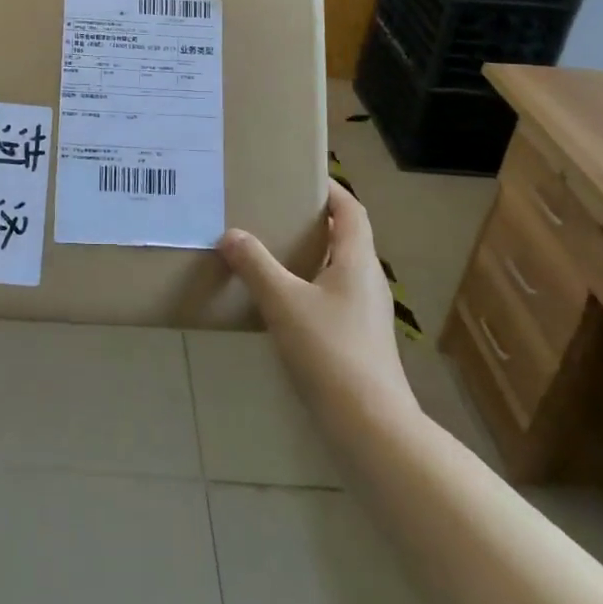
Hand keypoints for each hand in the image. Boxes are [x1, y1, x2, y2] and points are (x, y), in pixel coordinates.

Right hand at [217, 179, 420, 438]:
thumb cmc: (331, 352)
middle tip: (275, 210)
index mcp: (358, 261)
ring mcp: (367, 313)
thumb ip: (255, 265)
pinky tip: (283, 301)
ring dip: (311, 254)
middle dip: (314, 220)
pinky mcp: (360, 340)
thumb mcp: (284, 303)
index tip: (301, 175)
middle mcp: (368, 281)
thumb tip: (230, 234)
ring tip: (272, 250)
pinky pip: (334, 296)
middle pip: (346, 237)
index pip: (351, 210)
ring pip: (339, 269)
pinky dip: (310, 285)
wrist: (372, 427)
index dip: (330, 189)